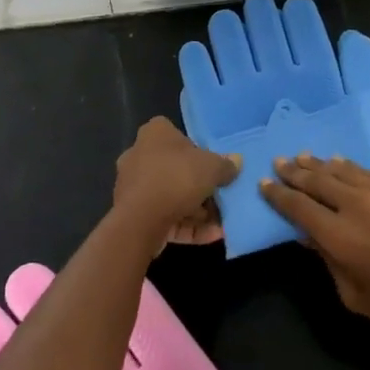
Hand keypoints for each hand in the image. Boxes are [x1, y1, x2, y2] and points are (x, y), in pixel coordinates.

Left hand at [113, 117, 240, 246]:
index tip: (214, 166)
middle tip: (222, 197)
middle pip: (176, 168)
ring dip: (197, 211)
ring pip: (171, 195)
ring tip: (221, 223)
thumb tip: (236, 162)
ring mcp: (133, 187)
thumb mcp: (212, 167)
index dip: (198, 150)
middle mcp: (139, 155)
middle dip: (200, 186)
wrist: (140, 221)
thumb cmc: (177, 178)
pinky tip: (212, 236)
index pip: (178, 135)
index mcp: (155, 133)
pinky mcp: (132, 215)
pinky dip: (187, 225)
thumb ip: (225, 165)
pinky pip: (165, 216)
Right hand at [261, 155, 369, 336]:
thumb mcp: (354, 295)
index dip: (279, 195)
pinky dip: (346, 166)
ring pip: (339, 169)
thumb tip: (309, 235)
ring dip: (317, 163)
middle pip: (316, 180)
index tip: (265, 183)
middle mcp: (353, 203)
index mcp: (338, 234)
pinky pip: (365, 170)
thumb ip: (328, 261)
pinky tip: (339, 163)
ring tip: (302, 157)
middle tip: (279, 161)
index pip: (298, 207)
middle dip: (294, 171)